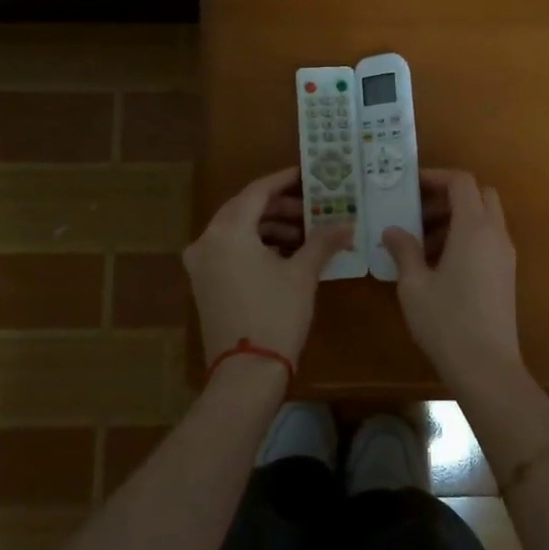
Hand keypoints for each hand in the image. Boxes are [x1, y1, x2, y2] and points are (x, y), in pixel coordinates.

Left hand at [184, 167, 351, 368]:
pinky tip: (286, 255)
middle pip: (245, 209)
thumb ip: (323, 241)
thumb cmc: (275, 315)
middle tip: (313, 207)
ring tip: (305, 234)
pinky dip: (256, 246)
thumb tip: (347, 223)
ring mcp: (201, 264)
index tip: (309, 175)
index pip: (257, 191)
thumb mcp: (303, 274)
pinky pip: (230, 250)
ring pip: (237, 231)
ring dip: (270, 227)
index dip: (285, 181)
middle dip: (280, 206)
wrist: (245, 374)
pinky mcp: (204, 284)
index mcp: (227, 231)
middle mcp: (207, 241)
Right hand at [383, 170, 519, 384]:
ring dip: (457, 218)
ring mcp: (506, 255)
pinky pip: (488, 240)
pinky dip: (467, 237)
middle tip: (418, 213)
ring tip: (422, 243)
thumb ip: (404, 250)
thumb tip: (392, 230)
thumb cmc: (446, 321)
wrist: (487, 367)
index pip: (462, 182)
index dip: (436, 177)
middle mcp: (496, 234)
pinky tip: (440, 264)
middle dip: (449, 196)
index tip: (410, 186)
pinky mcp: (506, 275)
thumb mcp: (414, 285)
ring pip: (485, 218)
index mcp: (474, 228)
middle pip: (479, 195)